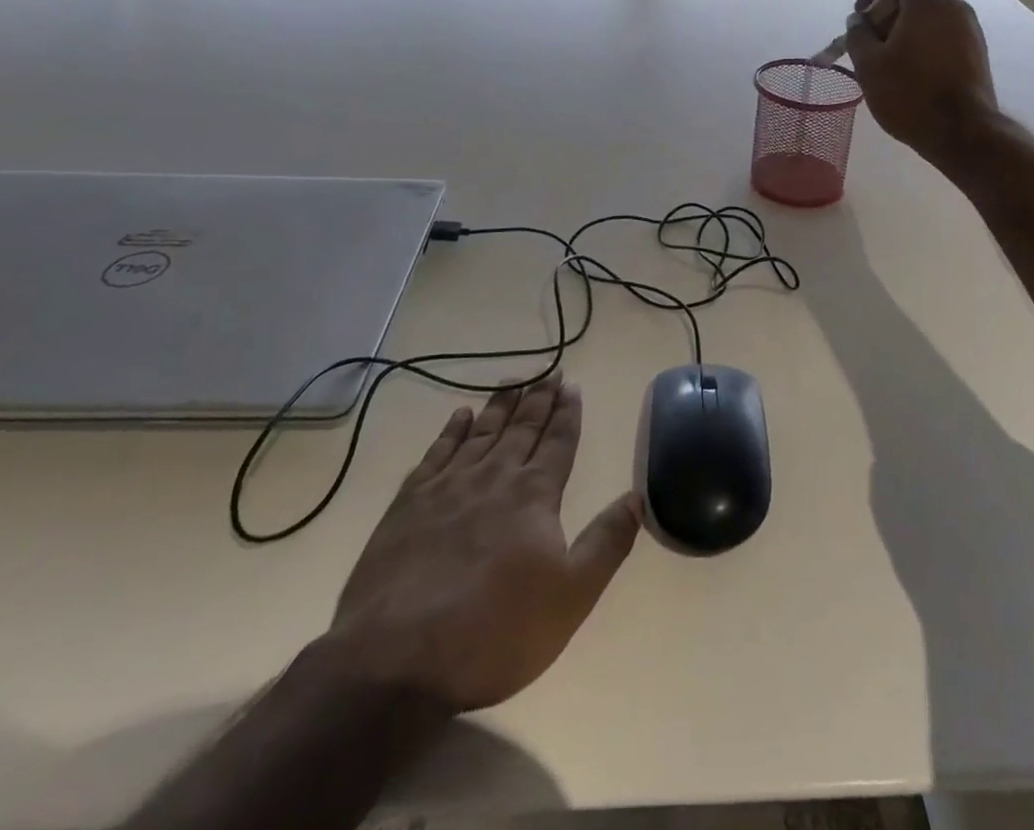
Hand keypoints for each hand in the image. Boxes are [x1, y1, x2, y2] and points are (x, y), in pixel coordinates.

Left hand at [326, 373, 640, 712]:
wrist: (396, 662)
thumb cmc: (495, 632)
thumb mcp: (571, 597)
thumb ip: (607, 542)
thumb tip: (637, 495)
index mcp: (534, 495)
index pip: (558, 441)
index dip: (567, 413)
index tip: (572, 386)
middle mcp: (494, 477)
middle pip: (522, 428)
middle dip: (539, 398)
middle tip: (550, 371)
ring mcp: (448, 487)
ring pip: (482, 432)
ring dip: (500, 404)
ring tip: (513, 380)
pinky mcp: (408, 504)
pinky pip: (436, 452)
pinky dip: (451, 430)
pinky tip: (460, 415)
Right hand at [844, 0, 998, 169]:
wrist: (963, 133)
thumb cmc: (910, 94)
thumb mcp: (869, 65)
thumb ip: (858, 36)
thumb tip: (859, 22)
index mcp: (929, 2)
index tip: (862, 17)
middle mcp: (955, 8)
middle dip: (886, 14)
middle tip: (869, 46)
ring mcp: (970, 31)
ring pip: (929, 17)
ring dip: (903, 32)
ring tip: (886, 64)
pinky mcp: (976, 53)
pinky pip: (943, 35)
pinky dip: (922, 44)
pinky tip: (909, 76)